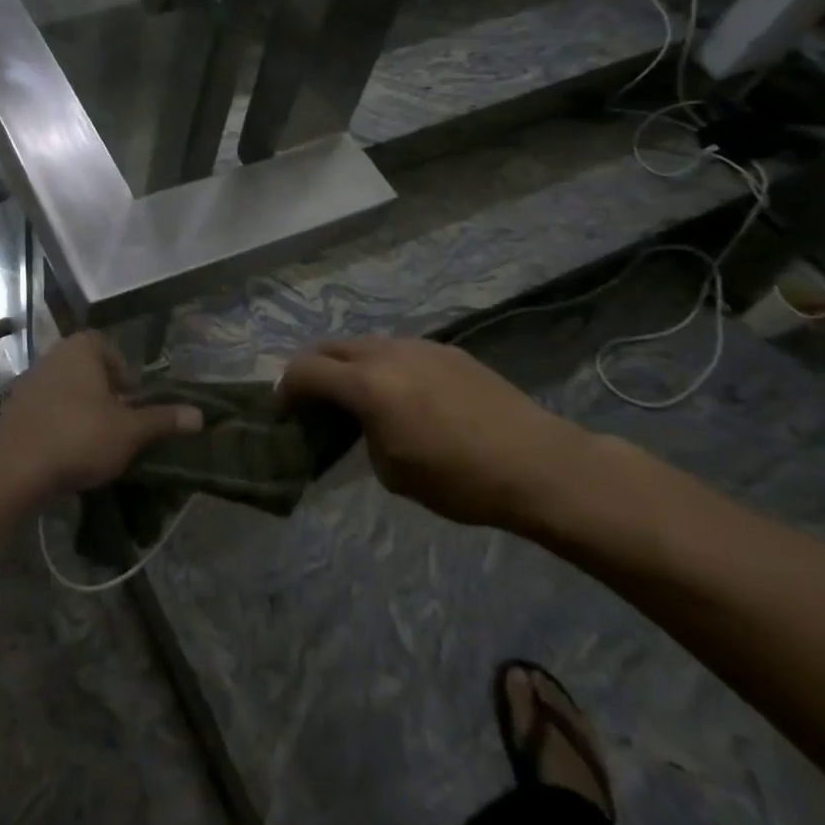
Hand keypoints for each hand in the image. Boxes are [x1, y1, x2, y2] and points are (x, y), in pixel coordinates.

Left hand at [0, 333, 201, 497]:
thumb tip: (199, 414)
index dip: (124, 372)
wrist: (15, 466)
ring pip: (66, 391)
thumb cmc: (80, 435)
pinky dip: (59, 425)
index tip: (133, 401)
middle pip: (86, 370)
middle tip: (120, 424)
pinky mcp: (13, 410)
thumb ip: (163, 420)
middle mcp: (53, 356)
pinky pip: (46, 411)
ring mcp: (29, 382)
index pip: (107, 347)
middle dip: (104, 395)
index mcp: (81, 348)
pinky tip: (68, 453)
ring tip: (97, 443)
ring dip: (82, 411)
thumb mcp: (130, 431)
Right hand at [281, 338, 589, 528]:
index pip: (304, 371)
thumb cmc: (460, 479)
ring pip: (365, 345)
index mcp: (366, 384)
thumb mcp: (393, 472)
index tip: (284, 413)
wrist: (540, 464)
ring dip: (350, 366)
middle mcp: (385, 353)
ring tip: (361, 398)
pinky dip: (385, 367)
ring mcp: (419, 346)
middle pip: (330, 348)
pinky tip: (406, 396)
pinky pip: (400, 350)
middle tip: (315, 402)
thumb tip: (363, 423)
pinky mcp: (447, 350)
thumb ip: (363, 436)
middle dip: (313, 371)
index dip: (285, 391)